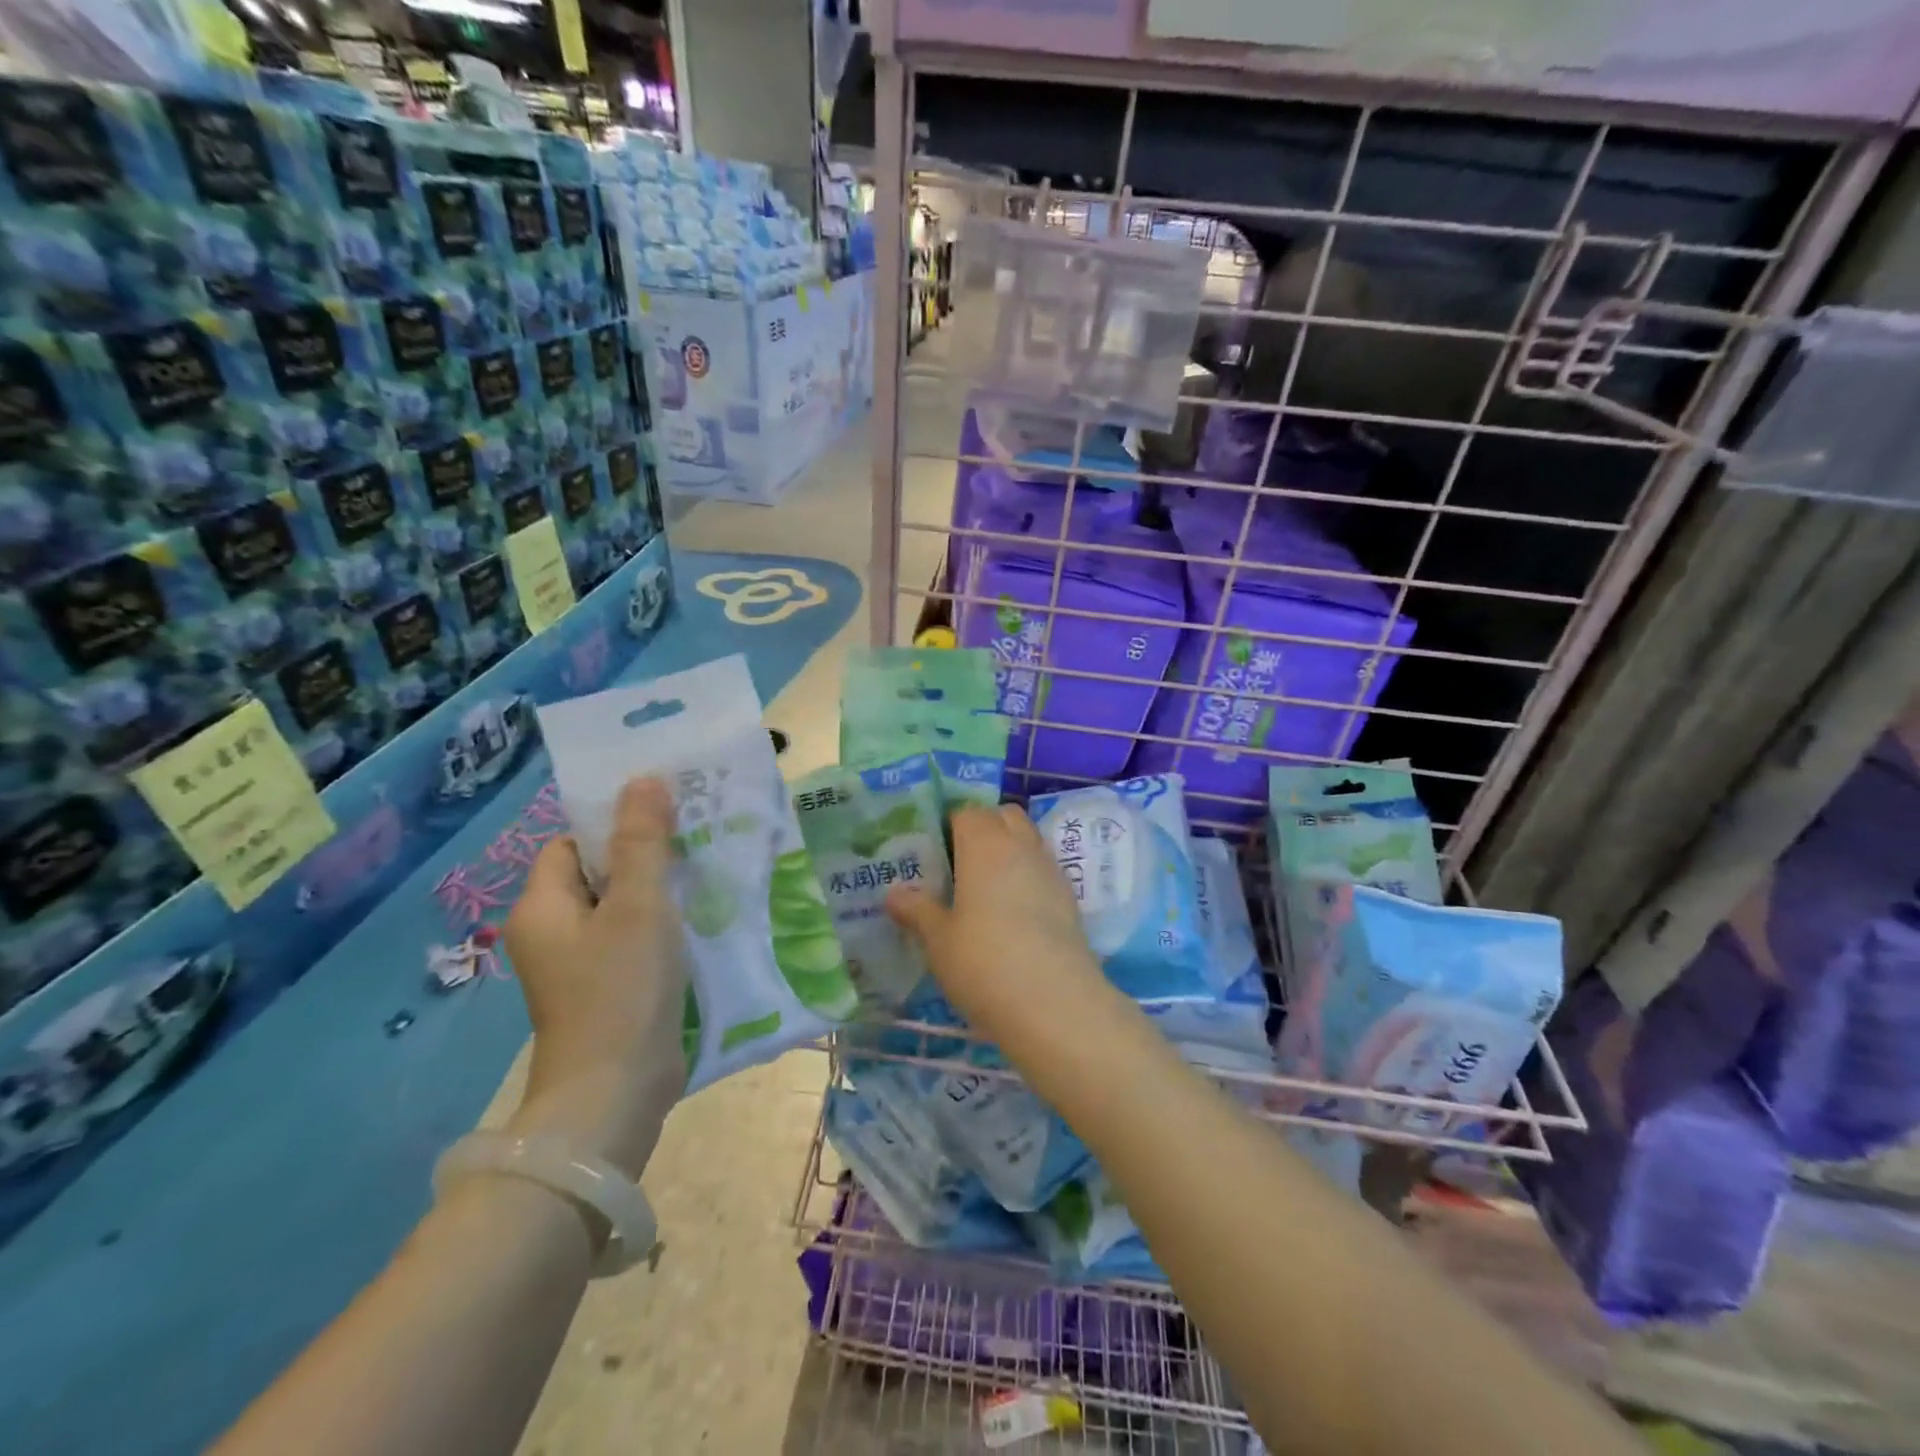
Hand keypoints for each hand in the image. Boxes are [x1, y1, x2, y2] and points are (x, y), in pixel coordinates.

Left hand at [504, 777, 688, 1176]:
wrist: (616, 1093)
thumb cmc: (620, 989)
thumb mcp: (638, 905)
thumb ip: (642, 841)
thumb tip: (643, 778)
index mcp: (543, 907)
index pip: (573, 842)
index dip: (615, 824)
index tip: (666, 814)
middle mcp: (553, 932)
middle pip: (600, 873)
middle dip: (647, 854)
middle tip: (697, 837)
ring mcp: (580, 965)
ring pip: (622, 907)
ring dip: (661, 890)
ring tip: (708, 871)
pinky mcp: (608, 989)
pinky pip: (634, 939)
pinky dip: (664, 926)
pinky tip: (702, 919)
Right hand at [885, 803, 1108, 1044]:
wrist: (1055, 1004)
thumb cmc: (984, 963)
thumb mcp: (939, 941)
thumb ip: (917, 910)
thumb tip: (894, 893)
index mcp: (985, 845)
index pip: (967, 812)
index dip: (949, 824)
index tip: (933, 851)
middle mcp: (1021, 846)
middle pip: (1004, 816)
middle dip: (983, 827)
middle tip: (959, 862)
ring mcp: (1051, 871)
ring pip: (1029, 839)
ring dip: (1009, 849)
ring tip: (985, 887)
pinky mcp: (1070, 899)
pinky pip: (1044, 869)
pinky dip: (1028, 876)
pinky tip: (1013, 911)